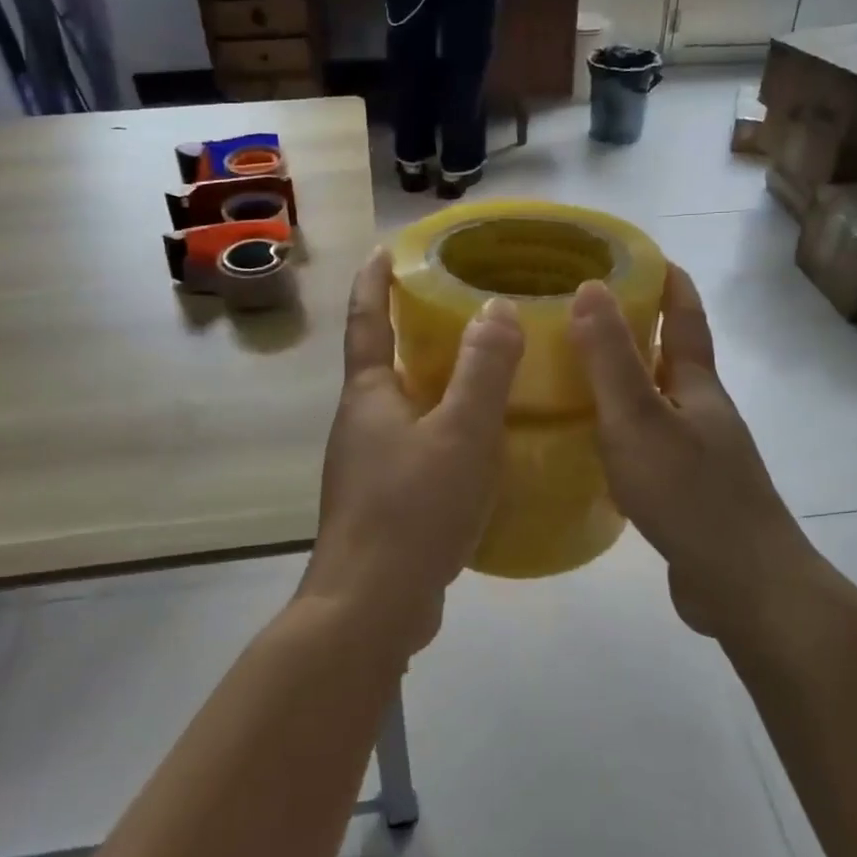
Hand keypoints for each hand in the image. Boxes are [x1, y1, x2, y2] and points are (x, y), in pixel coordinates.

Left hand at [303, 249, 523, 655]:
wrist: (371, 607)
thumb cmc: (413, 509)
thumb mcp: (461, 433)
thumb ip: (484, 370)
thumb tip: (496, 307)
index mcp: (368, 396)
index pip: (366, 320)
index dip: (373, 281)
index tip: (386, 249)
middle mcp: (359, 424)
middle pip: (382, 362)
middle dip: (410, 330)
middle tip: (456, 307)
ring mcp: (367, 467)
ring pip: (402, 409)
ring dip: (430, 384)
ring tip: (478, 371)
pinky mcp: (383, 504)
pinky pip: (415, 448)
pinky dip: (441, 431)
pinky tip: (477, 446)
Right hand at [569, 265, 813, 639]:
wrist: (746, 587)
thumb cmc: (691, 495)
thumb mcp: (639, 420)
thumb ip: (611, 359)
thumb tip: (591, 287)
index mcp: (698, 387)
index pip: (685, 317)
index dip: (668, 282)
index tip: (641, 253)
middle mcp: (703, 414)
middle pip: (672, 358)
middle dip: (638, 329)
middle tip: (585, 312)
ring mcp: (700, 456)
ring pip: (658, 404)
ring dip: (627, 382)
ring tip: (578, 373)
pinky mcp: (688, 494)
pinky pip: (649, 445)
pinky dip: (623, 431)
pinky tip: (594, 446)